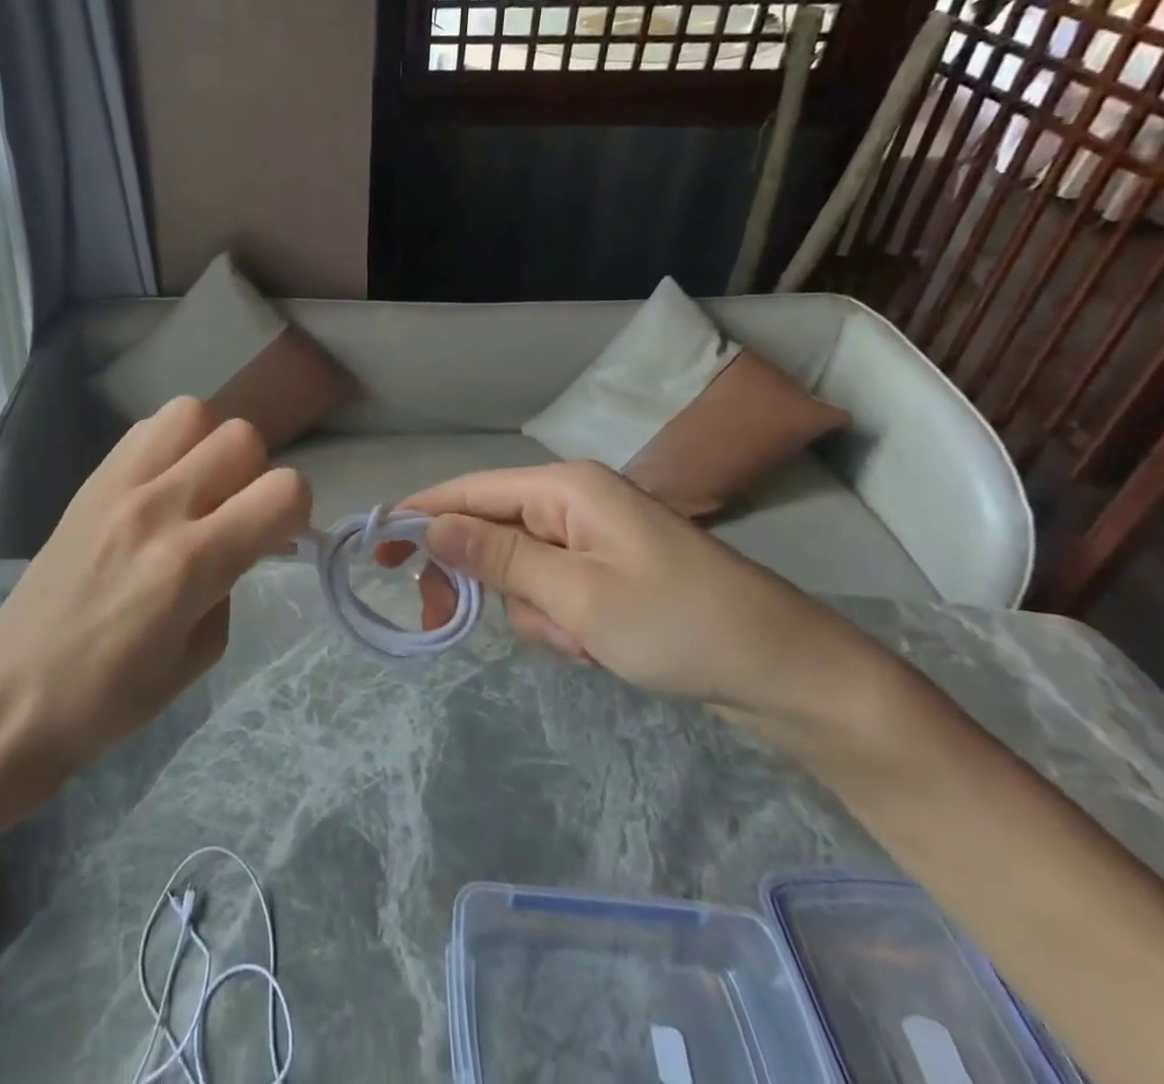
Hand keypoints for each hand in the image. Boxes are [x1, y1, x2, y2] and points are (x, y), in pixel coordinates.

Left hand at [0, 397, 310, 771]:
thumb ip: (232, 583)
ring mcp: (118, 486)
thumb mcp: (200, 655)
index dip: (296, 510)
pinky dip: (171, 444)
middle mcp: (158, 508)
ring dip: (211, 445)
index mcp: (191, 564)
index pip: (282, 490)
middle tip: (237, 513)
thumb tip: (242, 540)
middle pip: (241, 437)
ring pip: (193, 413)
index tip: (280, 535)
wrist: (12, 694)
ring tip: (199, 487)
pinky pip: (146, 428)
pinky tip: (162, 484)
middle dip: (257, 473)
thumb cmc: (111, 697)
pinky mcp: (90, 481)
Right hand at [398, 462, 874, 720]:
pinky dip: (558, 623)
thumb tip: (428, 525)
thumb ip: (496, 555)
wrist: (788, 674)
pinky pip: (552, 590)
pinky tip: (596, 649)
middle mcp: (573, 502)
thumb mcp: (575, 595)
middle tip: (446, 624)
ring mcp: (593, 538)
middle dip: (476, 579)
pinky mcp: (608, 572)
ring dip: (530, 612)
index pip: (467, 491)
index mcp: (564, 489)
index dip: (417, 517)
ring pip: (518, 570)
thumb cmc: (679, 624)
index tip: (375, 552)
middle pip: (488, 530)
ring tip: (577, 644)